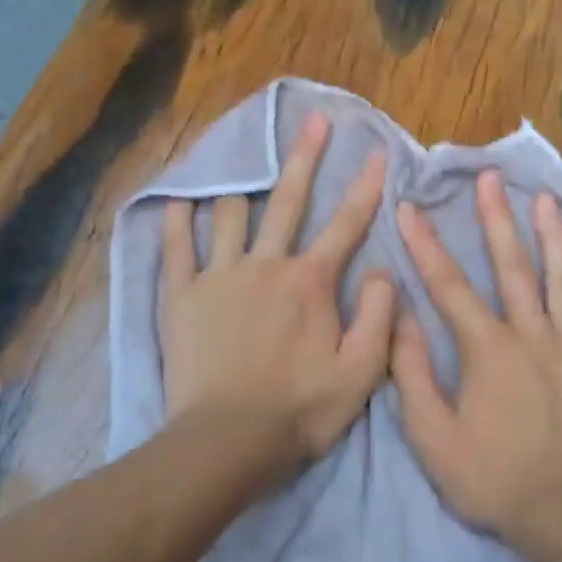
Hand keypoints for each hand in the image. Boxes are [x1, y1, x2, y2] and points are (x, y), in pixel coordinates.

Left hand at [160, 112, 396, 487]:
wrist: (226, 442)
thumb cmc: (299, 411)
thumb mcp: (361, 373)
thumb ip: (380, 317)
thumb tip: (385, 270)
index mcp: (311, 282)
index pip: (346, 224)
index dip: (365, 186)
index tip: (376, 151)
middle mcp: (266, 265)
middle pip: (288, 200)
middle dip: (305, 156)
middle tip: (315, 119)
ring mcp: (219, 276)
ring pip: (231, 214)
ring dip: (243, 185)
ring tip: (242, 158)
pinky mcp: (182, 297)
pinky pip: (176, 248)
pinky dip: (178, 221)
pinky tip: (179, 199)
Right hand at [392, 170, 561, 553]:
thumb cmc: (492, 479)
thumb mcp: (432, 435)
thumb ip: (411, 372)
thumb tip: (398, 317)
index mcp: (487, 349)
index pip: (449, 287)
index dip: (426, 245)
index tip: (409, 208)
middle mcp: (533, 336)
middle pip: (513, 268)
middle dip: (497, 220)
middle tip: (490, 178)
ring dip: (554, 238)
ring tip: (547, 199)